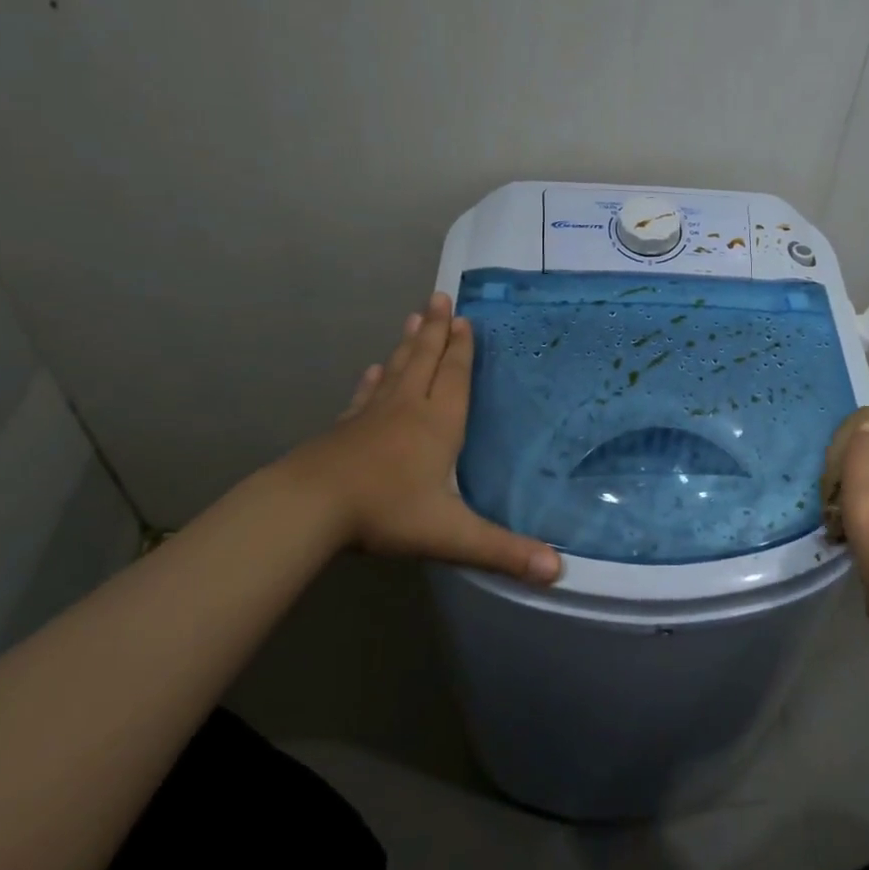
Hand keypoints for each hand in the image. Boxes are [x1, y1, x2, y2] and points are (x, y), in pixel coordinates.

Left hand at [279, 293, 561, 583]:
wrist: (310, 507)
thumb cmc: (386, 512)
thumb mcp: (451, 535)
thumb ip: (504, 551)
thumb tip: (558, 572)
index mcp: (438, 424)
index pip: (455, 377)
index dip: (462, 349)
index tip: (464, 319)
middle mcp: (408, 409)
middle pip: (425, 361)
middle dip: (435, 330)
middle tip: (439, 297)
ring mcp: (372, 416)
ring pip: (396, 370)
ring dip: (408, 343)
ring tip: (413, 316)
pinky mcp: (344, 429)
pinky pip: (365, 395)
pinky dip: (373, 379)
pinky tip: (372, 369)